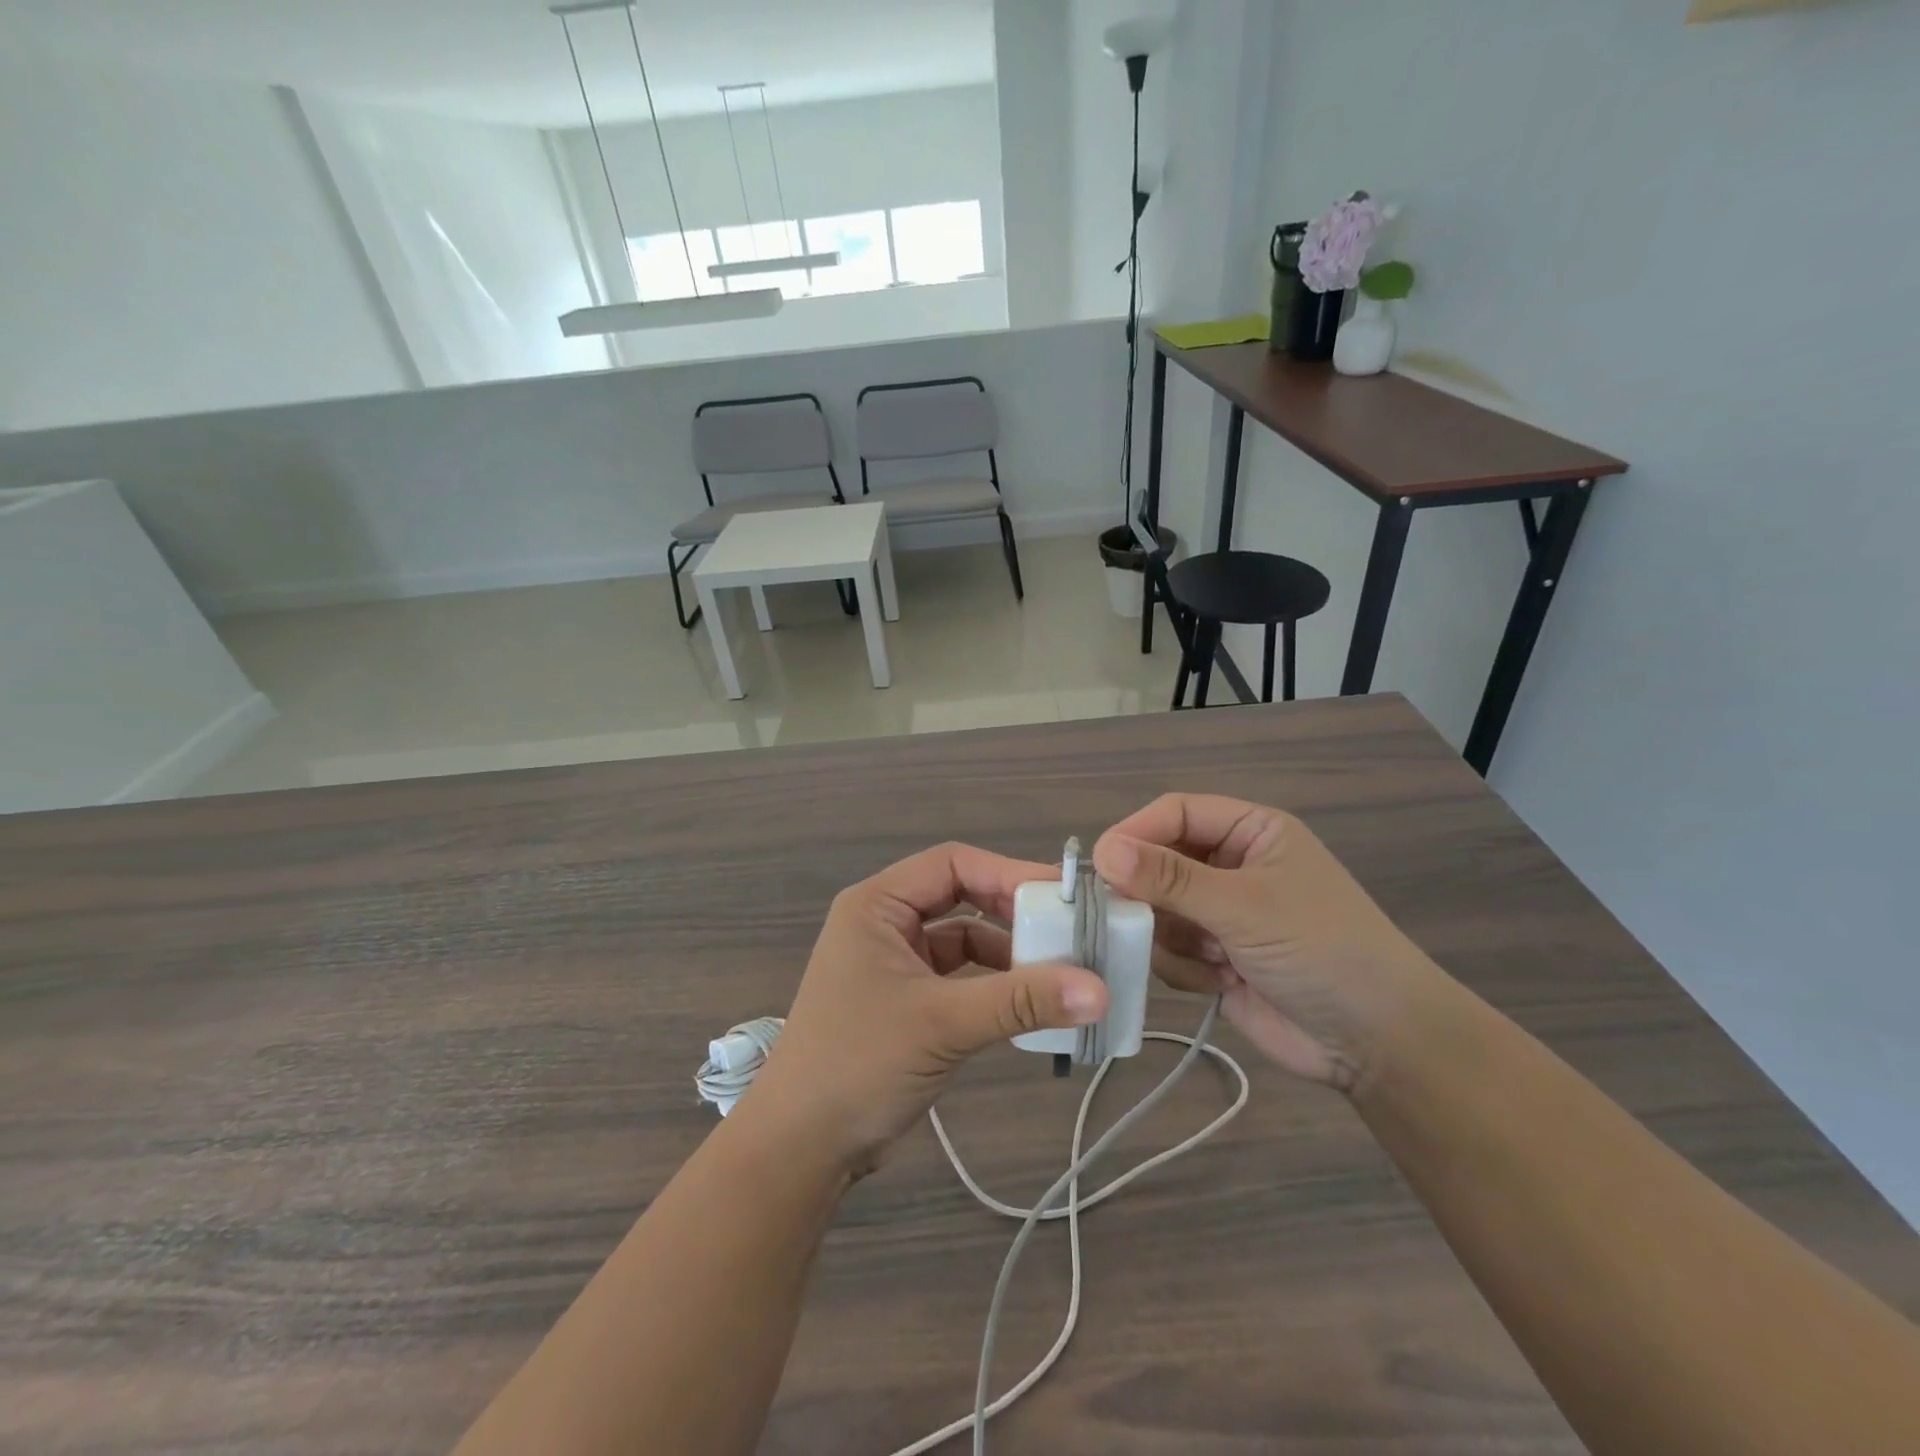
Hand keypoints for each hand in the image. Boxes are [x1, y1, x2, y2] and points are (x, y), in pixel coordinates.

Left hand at [743, 843, 1108, 1177]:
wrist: (801, 1148)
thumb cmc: (859, 1064)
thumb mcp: (942, 1024)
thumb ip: (1020, 1001)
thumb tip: (1101, 990)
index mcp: (877, 905)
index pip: (953, 865)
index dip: (1008, 873)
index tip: (1063, 896)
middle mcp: (885, 923)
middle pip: (962, 897)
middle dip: (1013, 914)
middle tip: (1070, 932)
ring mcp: (897, 963)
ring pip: (965, 940)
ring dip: (1009, 955)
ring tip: (1061, 974)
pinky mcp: (909, 1001)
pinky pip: (962, 978)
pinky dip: (995, 987)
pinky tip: (1030, 1006)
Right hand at [1092, 794, 1446, 1091]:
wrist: (1376, 1042)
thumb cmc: (1319, 949)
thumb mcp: (1244, 905)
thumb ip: (1170, 878)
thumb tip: (1103, 850)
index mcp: (1250, 832)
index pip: (1175, 813)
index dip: (1136, 832)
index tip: (1099, 864)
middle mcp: (1231, 866)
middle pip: (1159, 862)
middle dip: (1148, 893)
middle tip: (1129, 918)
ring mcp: (1221, 914)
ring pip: (1157, 910)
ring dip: (1170, 936)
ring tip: (1207, 957)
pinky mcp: (1214, 957)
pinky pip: (1168, 950)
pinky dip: (1183, 967)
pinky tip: (1219, 982)